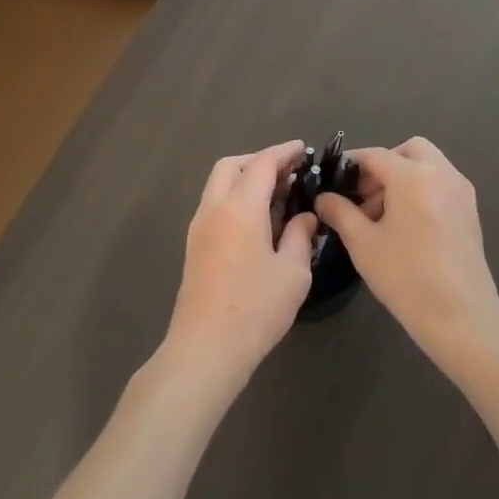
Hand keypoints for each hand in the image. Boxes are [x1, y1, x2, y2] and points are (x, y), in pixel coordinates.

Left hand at [161, 141, 319, 387]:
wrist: (206, 349)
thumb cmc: (256, 308)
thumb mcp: (293, 272)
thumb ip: (301, 236)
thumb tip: (304, 217)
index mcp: (240, 208)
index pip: (262, 164)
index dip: (284, 152)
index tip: (304, 149)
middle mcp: (214, 210)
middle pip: (231, 166)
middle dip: (259, 160)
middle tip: (289, 172)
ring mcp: (198, 228)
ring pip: (218, 185)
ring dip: (245, 179)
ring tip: (277, 195)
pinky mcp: (194, 247)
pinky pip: (215, 206)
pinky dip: (236, 199)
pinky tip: (258, 220)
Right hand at [313, 138, 498, 362]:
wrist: (460, 314)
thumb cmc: (406, 276)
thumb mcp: (363, 243)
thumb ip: (340, 212)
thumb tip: (324, 197)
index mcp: (413, 176)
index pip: (374, 155)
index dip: (350, 165)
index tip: (333, 182)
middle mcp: (441, 173)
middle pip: (409, 150)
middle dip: (384, 165)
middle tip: (363, 196)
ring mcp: (461, 190)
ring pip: (428, 165)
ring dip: (403, 177)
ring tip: (381, 216)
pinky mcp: (470, 210)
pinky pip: (441, 184)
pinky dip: (421, 190)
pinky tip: (406, 225)